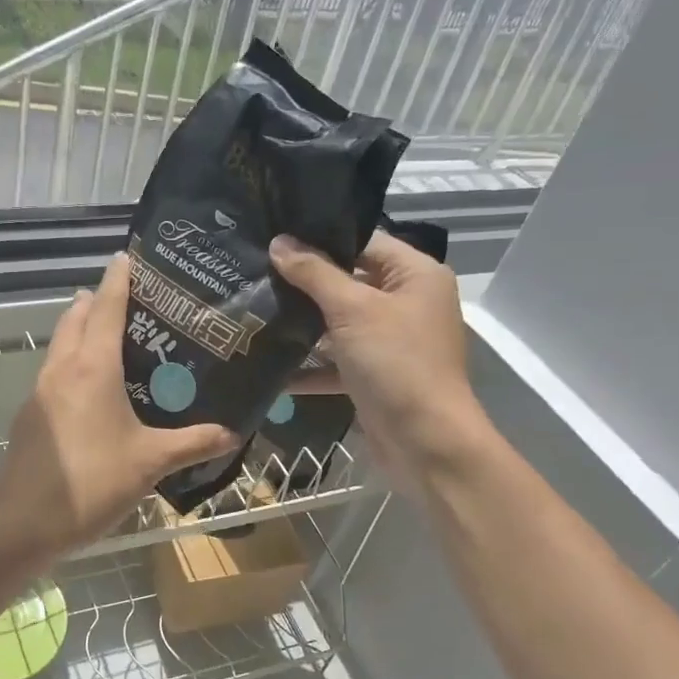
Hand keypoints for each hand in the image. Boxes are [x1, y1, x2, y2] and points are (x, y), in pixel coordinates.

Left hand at [0, 253, 236, 559]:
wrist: (25, 522)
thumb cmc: (93, 482)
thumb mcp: (151, 462)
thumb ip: (193, 443)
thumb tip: (233, 433)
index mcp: (92, 367)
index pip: (106, 307)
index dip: (118, 279)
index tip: (126, 256)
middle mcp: (62, 368)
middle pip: (76, 318)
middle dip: (96, 301)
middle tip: (129, 300)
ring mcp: (40, 391)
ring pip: (60, 344)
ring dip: (80, 329)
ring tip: (111, 337)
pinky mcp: (30, 414)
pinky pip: (53, 371)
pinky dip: (71, 361)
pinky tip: (90, 388)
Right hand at [269, 232, 491, 487]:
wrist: (425, 442)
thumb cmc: (396, 363)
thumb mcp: (352, 310)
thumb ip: (314, 274)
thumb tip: (279, 242)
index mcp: (415, 275)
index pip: (364, 242)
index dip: (321, 238)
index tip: (275, 236)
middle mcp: (406, 303)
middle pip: (349, 282)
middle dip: (304, 282)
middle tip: (255, 271)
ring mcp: (390, 342)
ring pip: (339, 323)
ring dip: (302, 324)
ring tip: (254, 310)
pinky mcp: (374, 376)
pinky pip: (336, 362)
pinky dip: (309, 366)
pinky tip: (268, 366)